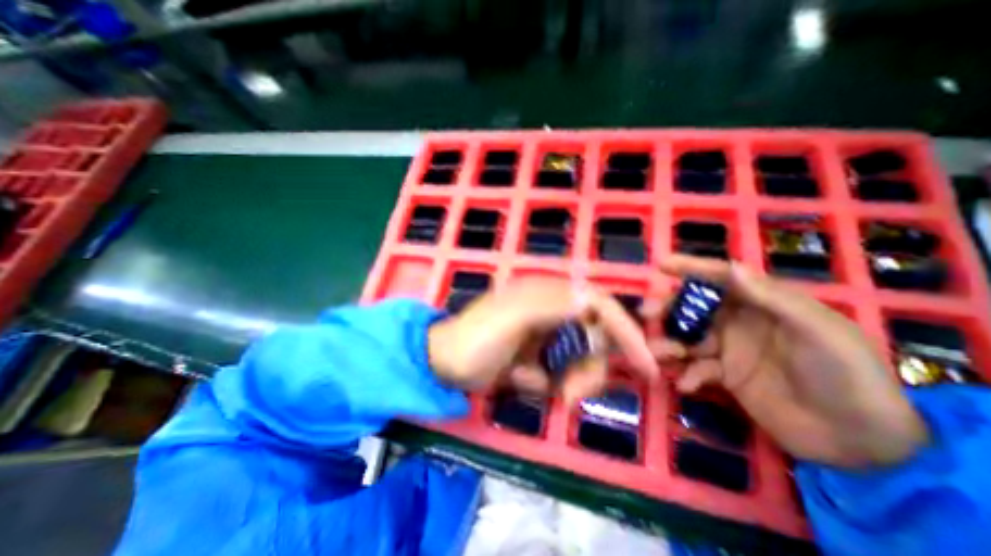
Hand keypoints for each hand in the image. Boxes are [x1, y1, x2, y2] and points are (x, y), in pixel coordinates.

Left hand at [425, 276, 655, 404]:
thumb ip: (549, 304)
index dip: (625, 330)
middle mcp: (552, 312)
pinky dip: (550, 385)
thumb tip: (590, 297)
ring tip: (543, 391)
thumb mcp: (511, 318)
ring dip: (571, 382)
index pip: (598, 304)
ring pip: (581, 360)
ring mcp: (546, 336)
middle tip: (571, 394)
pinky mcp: (539, 357)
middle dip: (590, 369)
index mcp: (548, 295)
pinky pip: (561, 374)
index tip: (646, 365)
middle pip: (596, 339)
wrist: (443, 366)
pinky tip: (522, 381)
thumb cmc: (474, 339)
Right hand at [657, 255, 930, 468]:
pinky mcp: (724, 376)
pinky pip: (695, 368)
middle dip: (668, 308)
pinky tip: (686, 385)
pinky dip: (686, 374)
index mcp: (762, 304)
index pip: (722, 278)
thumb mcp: (819, 332)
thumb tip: (731, 268)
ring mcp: (729, 349)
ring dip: (669, 343)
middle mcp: (739, 322)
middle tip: (647, 315)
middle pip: (694, 307)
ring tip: (659, 354)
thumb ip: (774, 299)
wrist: (862, 442)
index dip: (692, 268)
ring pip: (687, 338)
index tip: (662, 264)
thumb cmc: (847, 376)